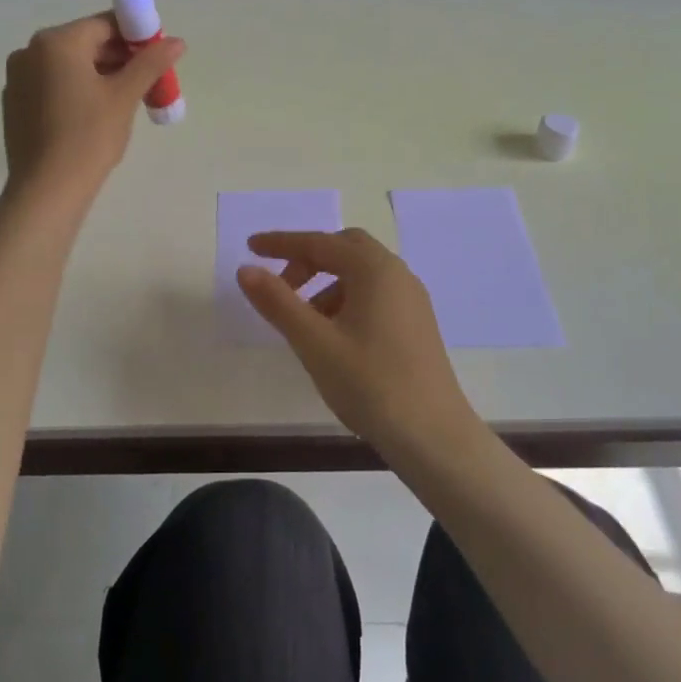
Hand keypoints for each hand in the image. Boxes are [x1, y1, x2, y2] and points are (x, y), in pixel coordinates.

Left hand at [0, 12, 184, 199]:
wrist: (46, 190)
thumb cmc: (89, 136)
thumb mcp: (125, 96)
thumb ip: (151, 63)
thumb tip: (177, 41)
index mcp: (57, 42)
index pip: (105, 24)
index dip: (136, 36)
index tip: (158, 56)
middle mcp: (30, 51)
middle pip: (86, 43)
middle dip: (120, 58)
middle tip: (149, 81)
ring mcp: (18, 78)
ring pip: (69, 65)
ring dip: (100, 74)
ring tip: (127, 99)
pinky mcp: (15, 104)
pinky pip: (53, 84)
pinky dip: (77, 89)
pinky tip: (95, 115)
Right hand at [236, 229, 481, 464]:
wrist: (434, 438)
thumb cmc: (371, 384)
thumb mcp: (314, 342)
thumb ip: (278, 302)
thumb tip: (246, 270)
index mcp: (374, 269)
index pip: (319, 243)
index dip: (281, 243)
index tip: (250, 246)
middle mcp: (397, 274)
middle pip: (344, 248)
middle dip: (308, 260)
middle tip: (281, 285)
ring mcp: (411, 299)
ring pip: (360, 273)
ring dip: (326, 283)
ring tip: (303, 321)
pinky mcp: (416, 324)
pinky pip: (374, 294)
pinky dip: (346, 299)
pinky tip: (333, 336)